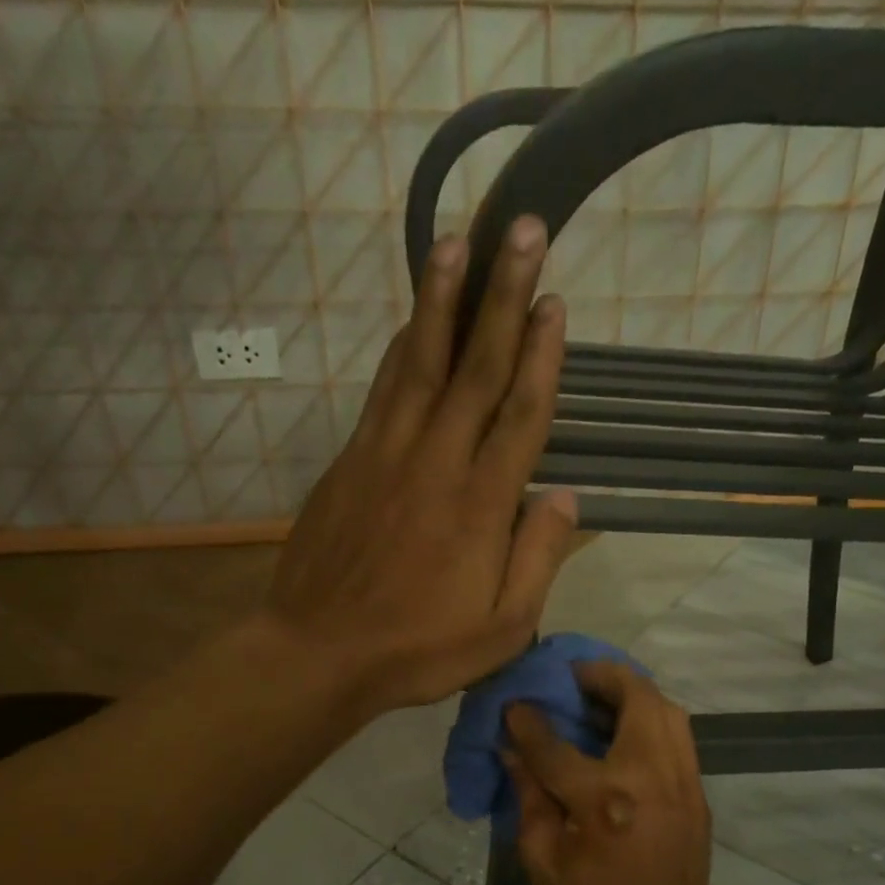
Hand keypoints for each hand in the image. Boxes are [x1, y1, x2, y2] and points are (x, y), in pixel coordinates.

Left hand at [267, 217, 578, 714]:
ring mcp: (386, 457)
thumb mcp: (502, 628)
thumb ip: (539, 560)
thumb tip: (564, 497)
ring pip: (419, 364)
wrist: (319, 652)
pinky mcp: (350, 463)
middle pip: (476, 369)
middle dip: (503, 297)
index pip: (520, 415)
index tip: (556, 303)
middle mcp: (436, 464)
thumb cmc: (418, 650)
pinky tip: (409, 321)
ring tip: (457, 242)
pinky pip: (382, 392)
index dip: (542, 356)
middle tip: (523, 232)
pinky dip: (399, 349)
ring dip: (441, 301)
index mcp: (481, 506)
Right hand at [502, 662, 718, 884]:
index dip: (528, 722)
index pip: (556, 744)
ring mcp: (682, 781)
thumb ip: (528, 796)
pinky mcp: (697, 792)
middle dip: (600, 676)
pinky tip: (623, 729)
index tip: (514, 705)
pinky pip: (677, 734)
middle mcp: (650, 777)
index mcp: (603, 800)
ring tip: (599, 694)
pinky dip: (650, 717)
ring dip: (632, 691)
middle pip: (635, 697)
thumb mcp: (541, 860)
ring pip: (667, 708)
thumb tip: (512, 749)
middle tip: (572, 676)